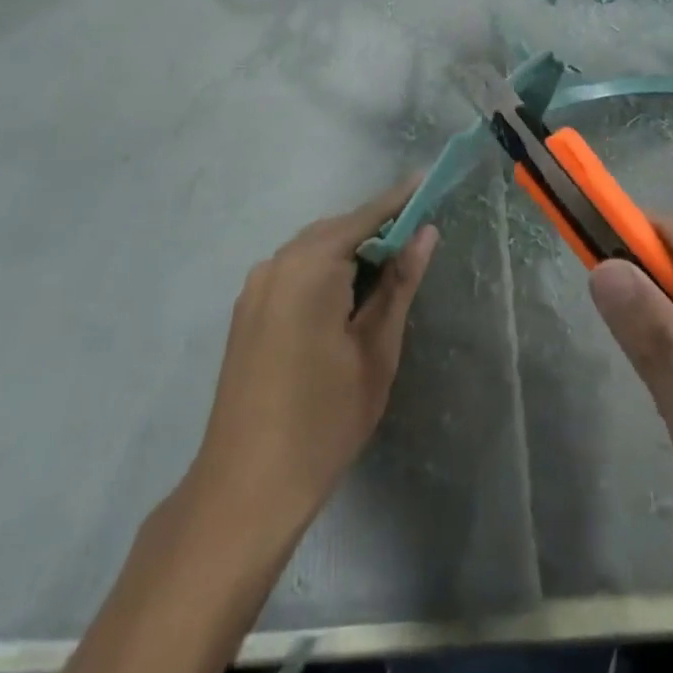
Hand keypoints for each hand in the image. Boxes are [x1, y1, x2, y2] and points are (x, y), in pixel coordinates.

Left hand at [190, 181, 438, 535]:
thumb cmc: (322, 421)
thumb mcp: (375, 351)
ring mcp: (256, 287)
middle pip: (336, 230)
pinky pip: (294, 271)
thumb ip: (400, 284)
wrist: (244, 490)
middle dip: (376, 228)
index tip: (428, 181)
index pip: (364, 217)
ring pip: (314, 249)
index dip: (399, 201)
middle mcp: (276, 264)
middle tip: (416, 235)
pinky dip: (325, 270)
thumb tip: (425, 233)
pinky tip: (347, 294)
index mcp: (310, 267)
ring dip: (350, 250)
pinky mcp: (247, 310)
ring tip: (389, 267)